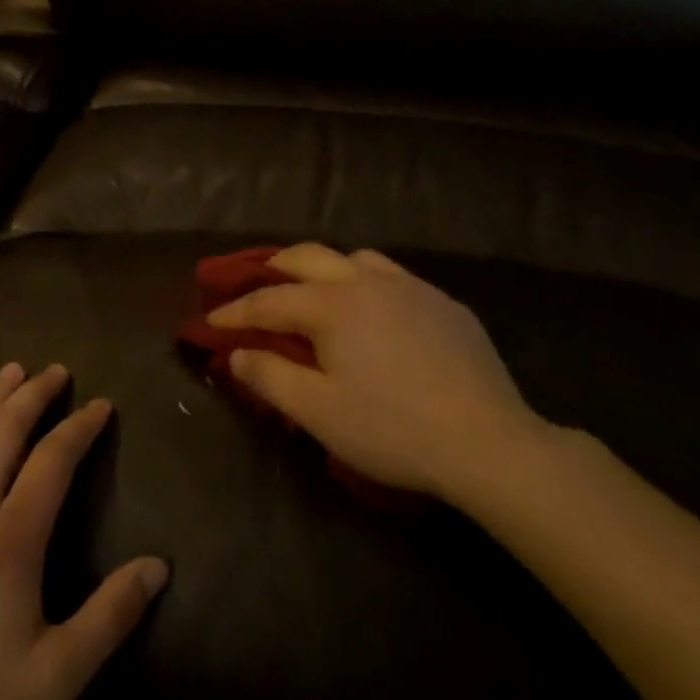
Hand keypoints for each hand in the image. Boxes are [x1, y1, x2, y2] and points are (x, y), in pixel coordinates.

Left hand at [0, 365, 167, 699]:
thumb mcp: (57, 678)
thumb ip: (110, 616)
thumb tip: (159, 566)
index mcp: (10, 540)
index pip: (53, 461)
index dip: (80, 427)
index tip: (101, 405)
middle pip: (5, 434)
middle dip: (34, 396)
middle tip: (56, 371)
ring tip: (9, 371)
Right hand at [208, 243, 552, 504]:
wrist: (488, 442)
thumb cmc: (392, 428)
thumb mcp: (318, 412)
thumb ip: (269, 377)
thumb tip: (236, 353)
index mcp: (331, 306)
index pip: (269, 301)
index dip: (236, 311)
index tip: (210, 320)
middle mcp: (367, 282)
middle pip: (308, 258)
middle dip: (274, 268)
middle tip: (254, 284)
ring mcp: (410, 287)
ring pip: (355, 259)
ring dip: (325, 268)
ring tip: (316, 290)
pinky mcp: (444, 303)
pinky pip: (394, 276)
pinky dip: (367, 282)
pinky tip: (376, 311)